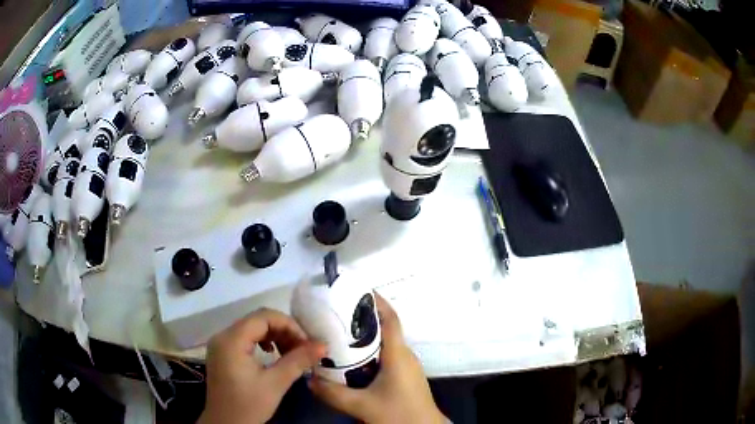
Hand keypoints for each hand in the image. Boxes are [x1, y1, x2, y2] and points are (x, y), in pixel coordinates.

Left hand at [198, 308, 325, 423]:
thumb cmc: (249, 405)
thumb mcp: (276, 383)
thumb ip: (298, 360)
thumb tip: (323, 344)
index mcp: (231, 340)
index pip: (263, 317)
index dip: (289, 325)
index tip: (307, 342)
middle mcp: (222, 336)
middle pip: (257, 320)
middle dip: (283, 331)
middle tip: (303, 349)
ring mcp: (220, 344)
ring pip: (252, 328)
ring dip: (274, 337)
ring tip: (291, 353)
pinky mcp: (222, 353)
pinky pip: (245, 338)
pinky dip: (262, 342)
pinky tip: (272, 355)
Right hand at [309, 295, 446, 423]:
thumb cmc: (399, 414)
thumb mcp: (362, 406)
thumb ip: (333, 393)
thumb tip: (309, 380)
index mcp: (398, 354)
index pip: (390, 318)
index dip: (376, 302)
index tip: (356, 290)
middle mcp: (404, 355)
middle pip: (385, 329)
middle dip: (362, 320)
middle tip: (335, 316)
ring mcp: (407, 366)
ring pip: (385, 344)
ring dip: (365, 339)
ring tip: (338, 338)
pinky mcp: (405, 376)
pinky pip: (386, 357)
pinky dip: (369, 354)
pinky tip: (352, 364)